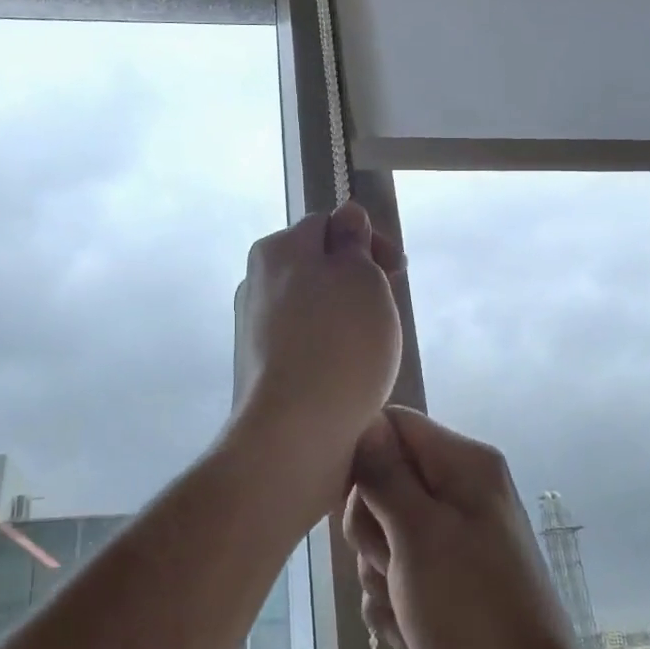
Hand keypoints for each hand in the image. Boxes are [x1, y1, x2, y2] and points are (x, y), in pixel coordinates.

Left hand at [230, 203, 404, 484]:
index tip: (397, 271)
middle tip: (384, 310)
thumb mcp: (360, 276)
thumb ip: (353, 240)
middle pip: (316, 266)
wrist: (294, 432)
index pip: (327, 224)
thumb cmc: (339, 343)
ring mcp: (252, 328)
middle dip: (356, 281)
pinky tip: (345, 376)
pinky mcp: (258, 369)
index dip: (367, 241)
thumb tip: (346, 216)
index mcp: (277, 249)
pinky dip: (326, 350)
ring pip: (311, 307)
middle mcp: (256, 282)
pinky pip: (302, 344)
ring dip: (343, 318)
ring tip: (369, 349)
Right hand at [344, 408, 583, 648]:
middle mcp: (460, 491)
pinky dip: (395, 603)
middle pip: (382, 481)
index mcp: (463, 463)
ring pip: (384, 533)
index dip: (363, 456)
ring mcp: (455, 539)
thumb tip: (363, 424)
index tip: (354, 500)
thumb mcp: (417, 533)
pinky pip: (399, 573)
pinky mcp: (449, 580)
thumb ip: (383, 472)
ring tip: (407, 608)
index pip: (392, 424)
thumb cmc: (471, 611)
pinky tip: (412, 632)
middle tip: (391, 564)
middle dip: (372, 529)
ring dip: (380, 574)